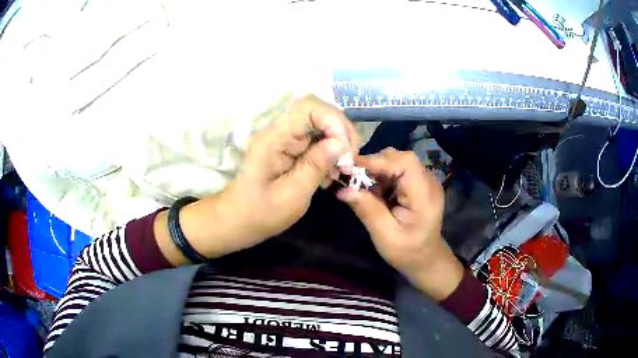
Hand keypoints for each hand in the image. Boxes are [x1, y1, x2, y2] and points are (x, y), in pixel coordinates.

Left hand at [156, 95, 357, 264]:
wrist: (236, 220)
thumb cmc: (260, 214)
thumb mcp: (292, 196)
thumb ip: (315, 166)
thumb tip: (339, 143)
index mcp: (273, 140)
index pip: (307, 108)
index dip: (333, 121)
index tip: (345, 150)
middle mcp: (278, 132)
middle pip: (317, 112)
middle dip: (340, 132)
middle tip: (349, 160)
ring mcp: (283, 139)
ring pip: (319, 125)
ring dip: (337, 143)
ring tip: (342, 168)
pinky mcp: (288, 148)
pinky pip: (314, 140)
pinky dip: (329, 152)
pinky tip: (330, 173)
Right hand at [336, 148, 463, 300]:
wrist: (426, 258)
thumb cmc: (407, 252)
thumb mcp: (385, 236)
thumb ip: (367, 210)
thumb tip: (343, 189)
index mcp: (425, 196)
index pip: (404, 163)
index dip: (377, 160)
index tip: (350, 166)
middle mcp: (429, 182)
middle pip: (400, 158)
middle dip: (374, 164)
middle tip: (353, 178)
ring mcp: (425, 180)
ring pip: (397, 160)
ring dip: (377, 169)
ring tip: (363, 186)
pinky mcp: (419, 183)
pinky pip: (398, 169)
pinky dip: (382, 175)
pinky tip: (375, 191)